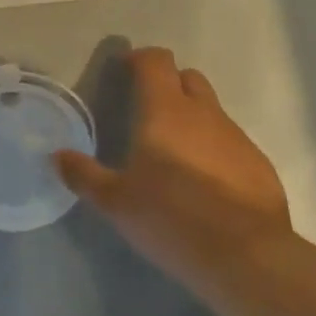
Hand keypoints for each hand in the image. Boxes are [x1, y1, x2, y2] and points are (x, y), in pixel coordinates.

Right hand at [55, 47, 293, 307]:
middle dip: (168, 84)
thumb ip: (84, 175)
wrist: (246, 256)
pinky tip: (206, 184)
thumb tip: (57, 156)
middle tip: (149, 112)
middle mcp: (204, 113)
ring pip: (211, 111)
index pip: (155, 61)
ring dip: (193, 119)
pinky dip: (215, 150)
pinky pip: (231, 143)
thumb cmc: (171, 218)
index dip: (139, 59)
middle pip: (187, 77)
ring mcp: (236, 137)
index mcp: (165, 110)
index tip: (125, 70)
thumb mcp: (116, 202)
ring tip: (175, 155)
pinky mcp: (258, 163)